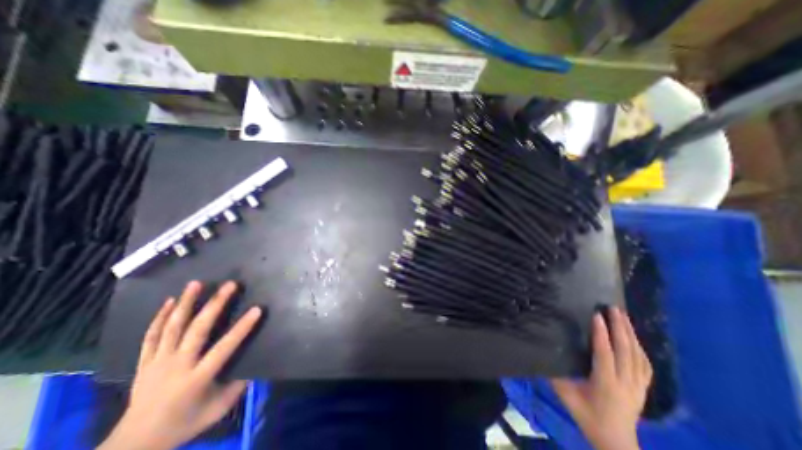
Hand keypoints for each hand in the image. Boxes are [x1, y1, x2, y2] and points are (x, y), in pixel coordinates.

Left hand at [98, 281, 262, 449]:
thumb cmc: (184, 424)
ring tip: (196, 283)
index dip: (242, 328)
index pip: (224, 348)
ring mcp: (158, 362)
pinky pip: (151, 336)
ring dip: (185, 303)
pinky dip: (160, 317)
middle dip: (215, 305)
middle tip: (229, 285)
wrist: (134, 445)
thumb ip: (238, 385)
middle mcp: (176, 366)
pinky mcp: (145, 362)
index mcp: (197, 378)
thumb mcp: (218, 409)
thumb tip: (255, 362)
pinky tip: (169, 302)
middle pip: (197, 330)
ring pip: (172, 327)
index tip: (257, 309)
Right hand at [556, 307, 653, 449]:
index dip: (601, 334)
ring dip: (631, 334)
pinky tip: (634, 338)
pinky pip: (645, 365)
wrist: (616, 443)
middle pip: (626, 351)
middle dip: (620, 328)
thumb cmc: (587, 417)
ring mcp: (638, 387)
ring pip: (638, 356)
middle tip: (614, 309)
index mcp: (606, 383)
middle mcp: (626, 383)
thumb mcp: (565, 395)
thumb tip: (546, 350)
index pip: (605, 354)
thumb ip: (555, 372)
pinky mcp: (643, 389)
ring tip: (624, 317)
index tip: (597, 315)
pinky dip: (639, 348)